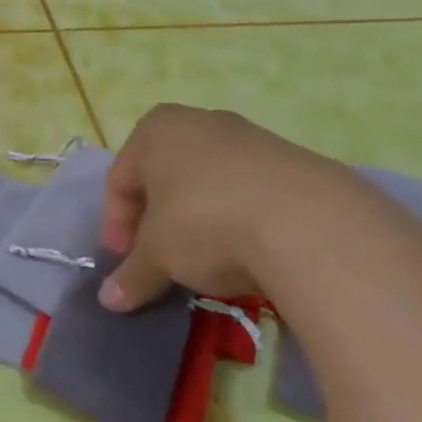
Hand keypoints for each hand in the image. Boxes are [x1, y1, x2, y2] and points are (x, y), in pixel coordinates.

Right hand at [97, 104, 421, 317]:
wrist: (311, 224)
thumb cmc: (205, 223)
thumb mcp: (158, 256)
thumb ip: (132, 275)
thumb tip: (111, 300)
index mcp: (155, 130)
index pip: (120, 179)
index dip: (116, 224)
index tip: (125, 260)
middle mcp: (200, 121)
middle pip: (165, 177)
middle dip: (158, 220)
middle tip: (160, 259)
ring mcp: (252, 138)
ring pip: (210, 183)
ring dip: (200, 220)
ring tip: (209, 261)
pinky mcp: (299, 161)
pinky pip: (253, 193)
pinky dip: (242, 219)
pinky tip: (251, 253)